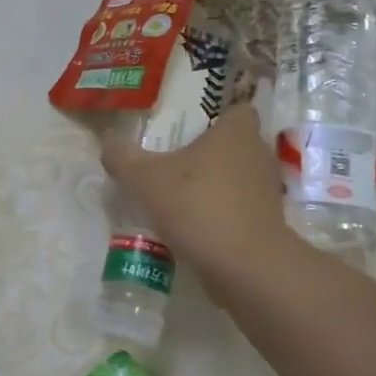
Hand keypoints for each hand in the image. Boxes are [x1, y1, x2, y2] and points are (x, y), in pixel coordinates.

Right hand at [100, 103, 295, 305]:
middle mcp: (258, 154)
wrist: (244, 266)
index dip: (218, 115)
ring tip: (180, 195)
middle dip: (209, 152)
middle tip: (175, 160)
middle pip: (235, 144)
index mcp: (237, 132)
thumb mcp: (145, 179)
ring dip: (214, 184)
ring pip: (238, 178)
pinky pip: (240, 208)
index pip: (237, 109)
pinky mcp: (267, 223)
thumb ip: (123, 158)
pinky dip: (221, 212)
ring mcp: (267, 191)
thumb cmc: (197, 205)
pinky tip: (192, 225)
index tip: (191, 128)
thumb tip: (107, 143)